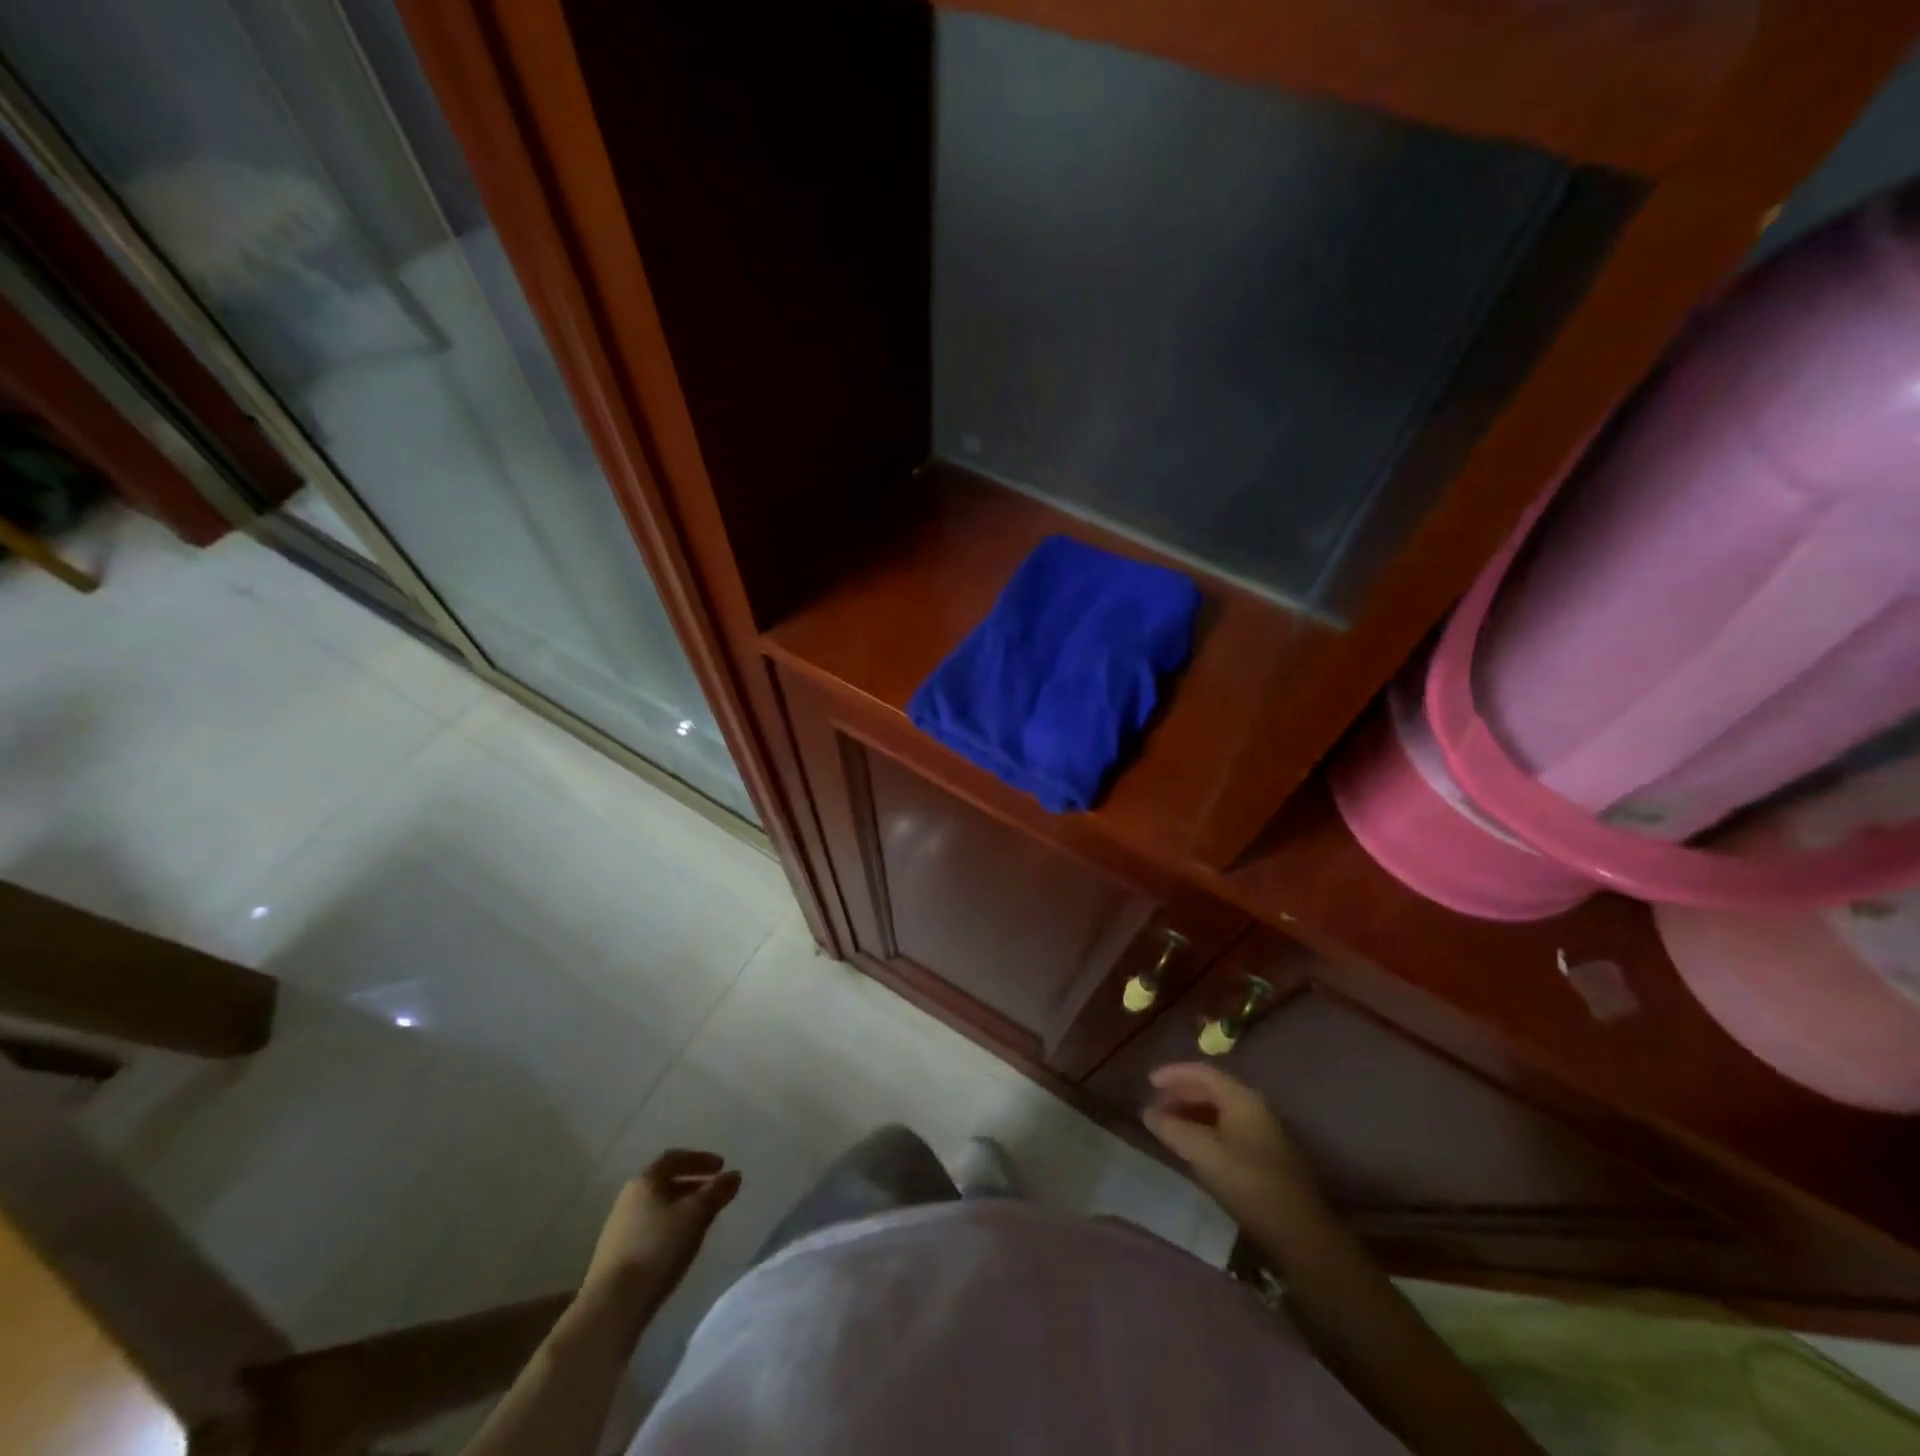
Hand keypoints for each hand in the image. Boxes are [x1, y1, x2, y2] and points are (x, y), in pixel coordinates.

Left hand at [581, 1149, 740, 1312]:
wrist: (612, 1306)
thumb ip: (716, 1192)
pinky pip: (648, 1230)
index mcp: (645, 1182)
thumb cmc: (657, 1248)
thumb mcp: (695, 1215)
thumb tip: (734, 1175)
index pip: (674, 1158)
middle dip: (692, 1184)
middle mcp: (628, 1198)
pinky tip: (679, 1246)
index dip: (700, 1159)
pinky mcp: (614, 1256)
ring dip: (680, 1208)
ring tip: (701, 1221)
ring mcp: (617, 1229)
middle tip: (714, 1192)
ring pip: (656, 1208)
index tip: (721, 1166)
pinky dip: (668, 1228)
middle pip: (664, 1183)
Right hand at [1142, 1063, 1321, 1227]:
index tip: (1148, 1082)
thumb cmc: (1249, 1183)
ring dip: (1192, 1114)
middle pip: (1212, 1090)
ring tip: (1169, 1127)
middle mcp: (1255, 1107)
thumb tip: (1147, 1112)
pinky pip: (1229, 1129)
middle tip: (1154, 1107)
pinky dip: (1206, 1130)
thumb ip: (1172, 1129)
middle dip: (1181, 1095)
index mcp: (1243, 1098)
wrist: (1300, 1233)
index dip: (1173, 1074)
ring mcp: (1264, 1132)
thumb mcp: (1203, 1153)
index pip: (1203, 1073)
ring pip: (1220, 1111)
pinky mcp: (1267, 1156)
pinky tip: (1194, 1147)